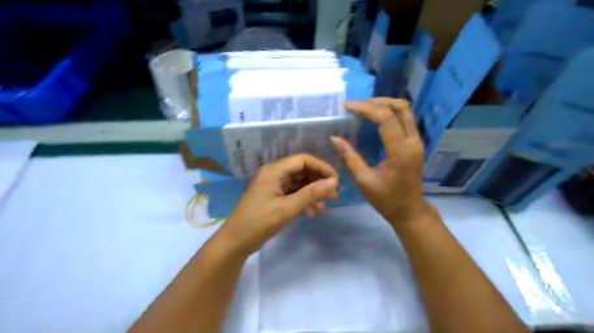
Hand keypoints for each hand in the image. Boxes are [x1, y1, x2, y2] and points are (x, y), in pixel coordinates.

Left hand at [217, 154, 338, 254]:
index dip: (321, 167)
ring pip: (299, 183)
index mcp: (274, 170)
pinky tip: (312, 211)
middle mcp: (274, 174)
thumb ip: (311, 194)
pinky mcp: (274, 197)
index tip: (335, 180)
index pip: (303, 160)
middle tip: (333, 194)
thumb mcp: (287, 208)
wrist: (235, 242)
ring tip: (326, 204)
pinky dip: (304, 200)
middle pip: (302, 170)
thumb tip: (333, 182)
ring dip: (313, 192)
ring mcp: (273, 186)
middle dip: (319, 181)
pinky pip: (293, 193)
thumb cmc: (259, 223)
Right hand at [329, 97, 432, 224]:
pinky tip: (375, 118)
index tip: (347, 107)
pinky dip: (390, 113)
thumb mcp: (364, 180)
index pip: (385, 118)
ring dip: (385, 105)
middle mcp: (413, 141)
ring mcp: (417, 141)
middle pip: (400, 107)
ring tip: (364, 109)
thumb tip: (335, 138)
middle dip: (377, 101)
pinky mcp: (415, 143)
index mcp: (400, 151)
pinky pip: (405, 119)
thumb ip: (350, 157)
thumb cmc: (386, 199)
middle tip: (357, 106)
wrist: (410, 210)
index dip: (365, 108)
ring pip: (405, 110)